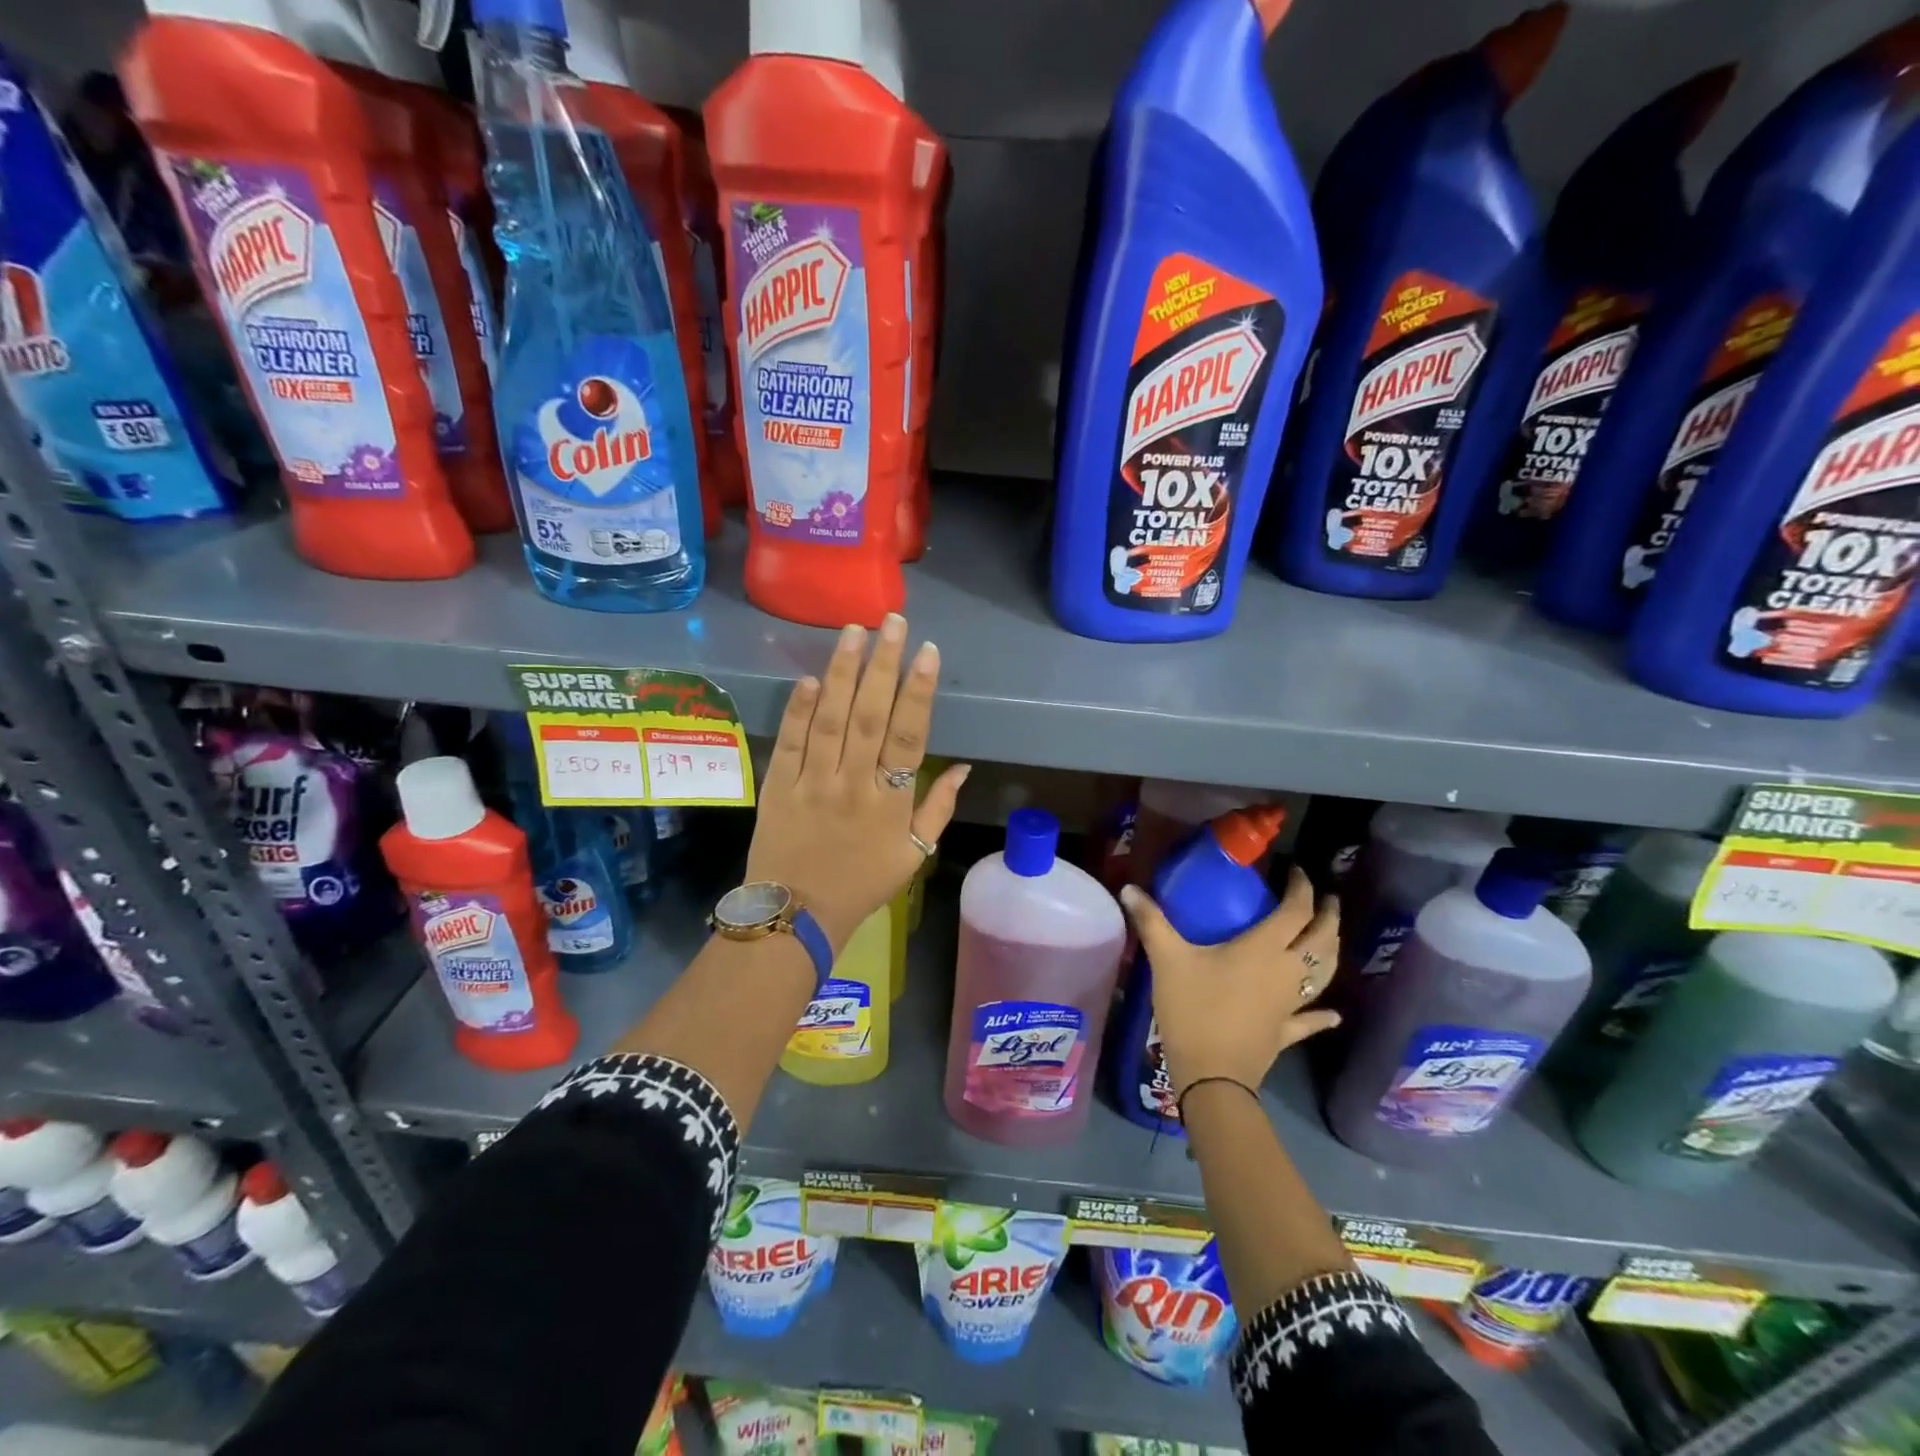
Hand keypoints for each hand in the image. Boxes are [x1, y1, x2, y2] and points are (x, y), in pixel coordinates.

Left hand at [746, 615, 970, 949]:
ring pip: (829, 720)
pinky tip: (809, 678)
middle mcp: (854, 784)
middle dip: (883, 665)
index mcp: (892, 802)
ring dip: (842, 673)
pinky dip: (799, 709)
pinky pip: (790, 742)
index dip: (919, 692)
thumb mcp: (914, 854)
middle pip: (870, 716)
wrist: (797, 914)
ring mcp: (813, 783)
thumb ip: (939, 808)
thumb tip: (964, 766)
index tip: (928, 652)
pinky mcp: (779, 785)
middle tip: (892, 621)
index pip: (910, 736)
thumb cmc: (863, 884)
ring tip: (853, 632)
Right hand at [1120, 867, 1339, 1100]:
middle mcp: (1287, 971)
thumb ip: (1151, 921)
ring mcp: (1291, 1004)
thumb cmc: (1193, 1009)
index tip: (1297, 871)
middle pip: (1321, 939)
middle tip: (1326, 898)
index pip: (1295, 911)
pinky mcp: (1286, 1031)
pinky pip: (1311, 1019)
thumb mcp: (1167, 960)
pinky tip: (1333, 1013)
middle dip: (1328, 915)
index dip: (1301, 888)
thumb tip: (1129, 888)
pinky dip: (1323, 1014)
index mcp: (1264, 949)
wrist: (1211, 1075)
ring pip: (1323, 973)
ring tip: (1330, 936)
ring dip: (1331, 951)